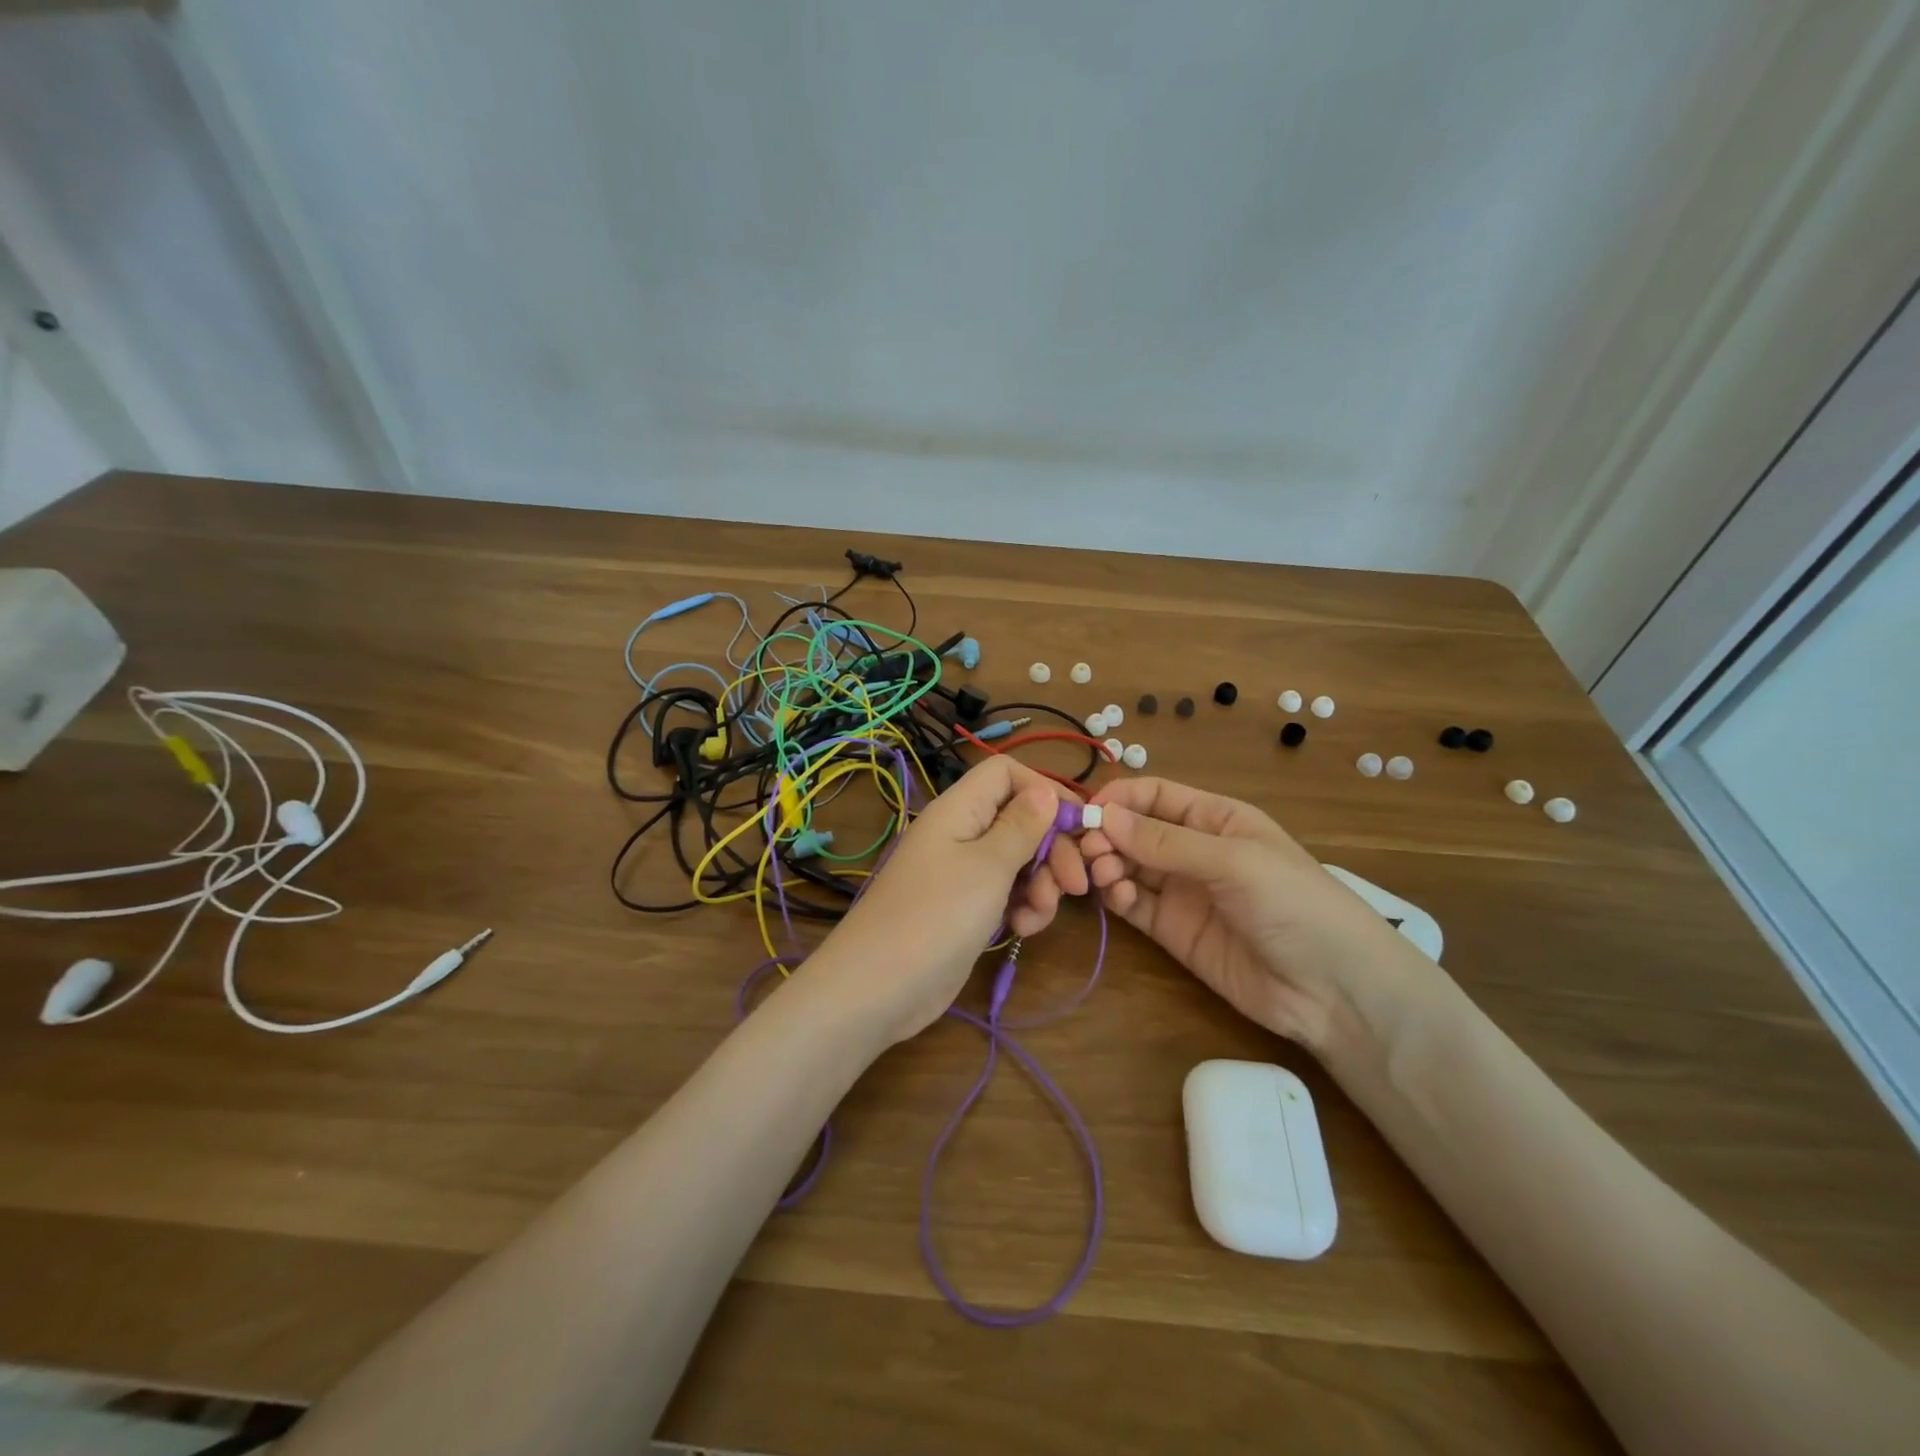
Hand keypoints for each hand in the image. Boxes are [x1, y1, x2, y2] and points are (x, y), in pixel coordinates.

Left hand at [806, 756, 1089, 1044]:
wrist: (879, 988)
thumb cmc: (937, 915)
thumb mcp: (989, 866)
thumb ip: (1022, 826)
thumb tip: (1045, 791)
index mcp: (960, 809)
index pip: (1006, 773)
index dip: (1044, 789)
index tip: (1078, 823)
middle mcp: (961, 833)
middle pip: (1020, 819)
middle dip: (1053, 848)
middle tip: (1076, 884)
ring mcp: (962, 873)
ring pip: (1018, 860)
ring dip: (1041, 884)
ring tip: (1039, 915)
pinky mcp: (966, 908)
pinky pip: (1005, 893)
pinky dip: (1021, 907)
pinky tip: (1023, 930)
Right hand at [1078, 777, 1433, 1053]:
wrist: (1334, 991)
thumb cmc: (1294, 904)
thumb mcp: (1233, 862)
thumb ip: (1166, 841)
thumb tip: (1103, 816)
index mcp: (1214, 818)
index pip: (1153, 795)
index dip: (1118, 799)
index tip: (1086, 814)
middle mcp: (1192, 848)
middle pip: (1132, 830)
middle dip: (1106, 835)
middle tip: (1088, 853)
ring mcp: (1181, 890)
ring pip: (1126, 865)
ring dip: (1107, 864)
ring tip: (1102, 875)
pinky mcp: (1172, 930)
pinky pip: (1133, 903)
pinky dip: (1117, 896)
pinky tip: (1118, 898)